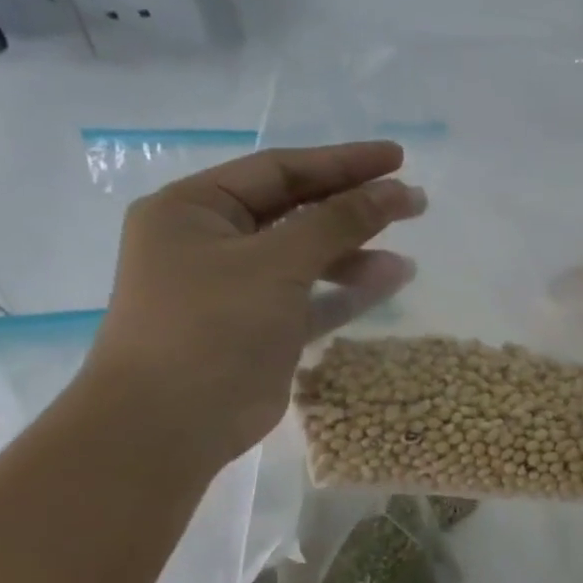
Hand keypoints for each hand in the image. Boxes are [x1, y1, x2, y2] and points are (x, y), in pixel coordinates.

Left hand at [84, 142, 423, 471]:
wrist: (168, 424)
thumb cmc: (211, 325)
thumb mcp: (278, 262)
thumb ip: (340, 221)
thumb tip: (398, 190)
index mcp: (196, 209)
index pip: (280, 170)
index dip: (342, 162)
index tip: (398, 158)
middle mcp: (214, 241)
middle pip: (298, 209)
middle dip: (355, 205)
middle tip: (413, 201)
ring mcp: (238, 286)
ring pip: (310, 253)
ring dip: (358, 250)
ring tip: (406, 255)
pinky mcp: (262, 325)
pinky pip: (315, 294)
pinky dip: (350, 287)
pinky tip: (392, 279)